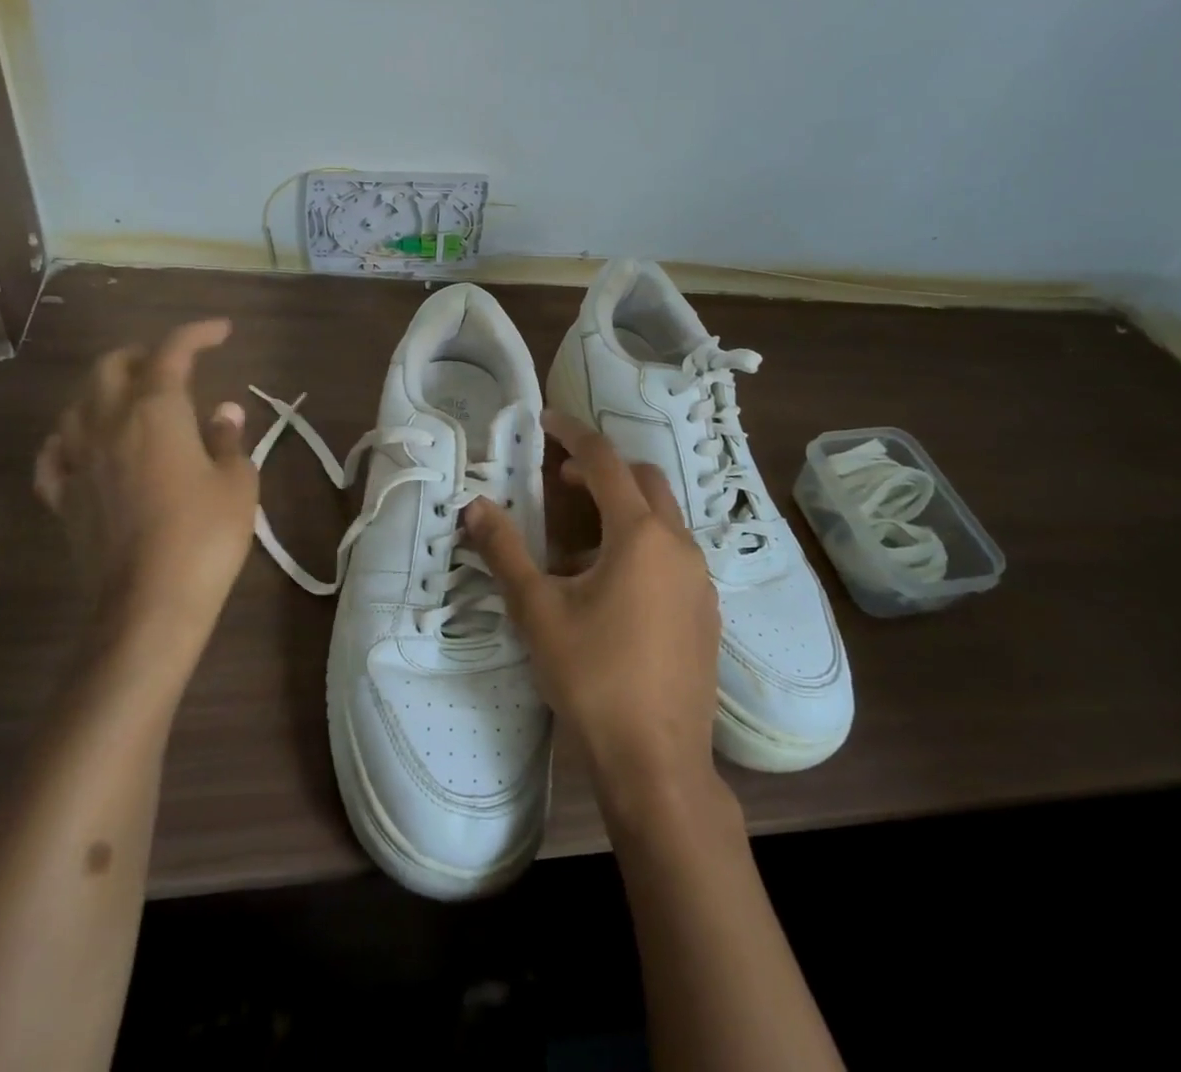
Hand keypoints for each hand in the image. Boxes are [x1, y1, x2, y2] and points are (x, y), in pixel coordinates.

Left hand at [35, 320, 257, 666]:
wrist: (147, 605)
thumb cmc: (204, 536)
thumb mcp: (237, 483)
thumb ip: (228, 440)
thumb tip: (223, 411)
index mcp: (156, 412)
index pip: (173, 352)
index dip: (197, 333)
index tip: (222, 331)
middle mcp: (108, 423)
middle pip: (112, 366)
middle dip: (144, 354)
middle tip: (175, 364)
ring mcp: (78, 460)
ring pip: (77, 402)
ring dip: (106, 388)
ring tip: (132, 397)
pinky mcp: (62, 497)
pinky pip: (55, 452)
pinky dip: (71, 435)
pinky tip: (83, 443)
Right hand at [466, 410, 722, 813]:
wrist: (657, 762)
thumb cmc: (592, 677)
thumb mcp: (537, 610)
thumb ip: (505, 550)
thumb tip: (474, 506)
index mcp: (640, 534)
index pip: (605, 461)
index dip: (574, 434)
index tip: (546, 420)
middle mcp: (679, 545)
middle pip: (643, 480)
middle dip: (603, 468)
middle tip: (561, 479)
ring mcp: (700, 579)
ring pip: (663, 518)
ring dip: (623, 508)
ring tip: (578, 540)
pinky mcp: (706, 611)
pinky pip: (674, 554)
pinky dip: (642, 543)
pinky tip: (612, 585)